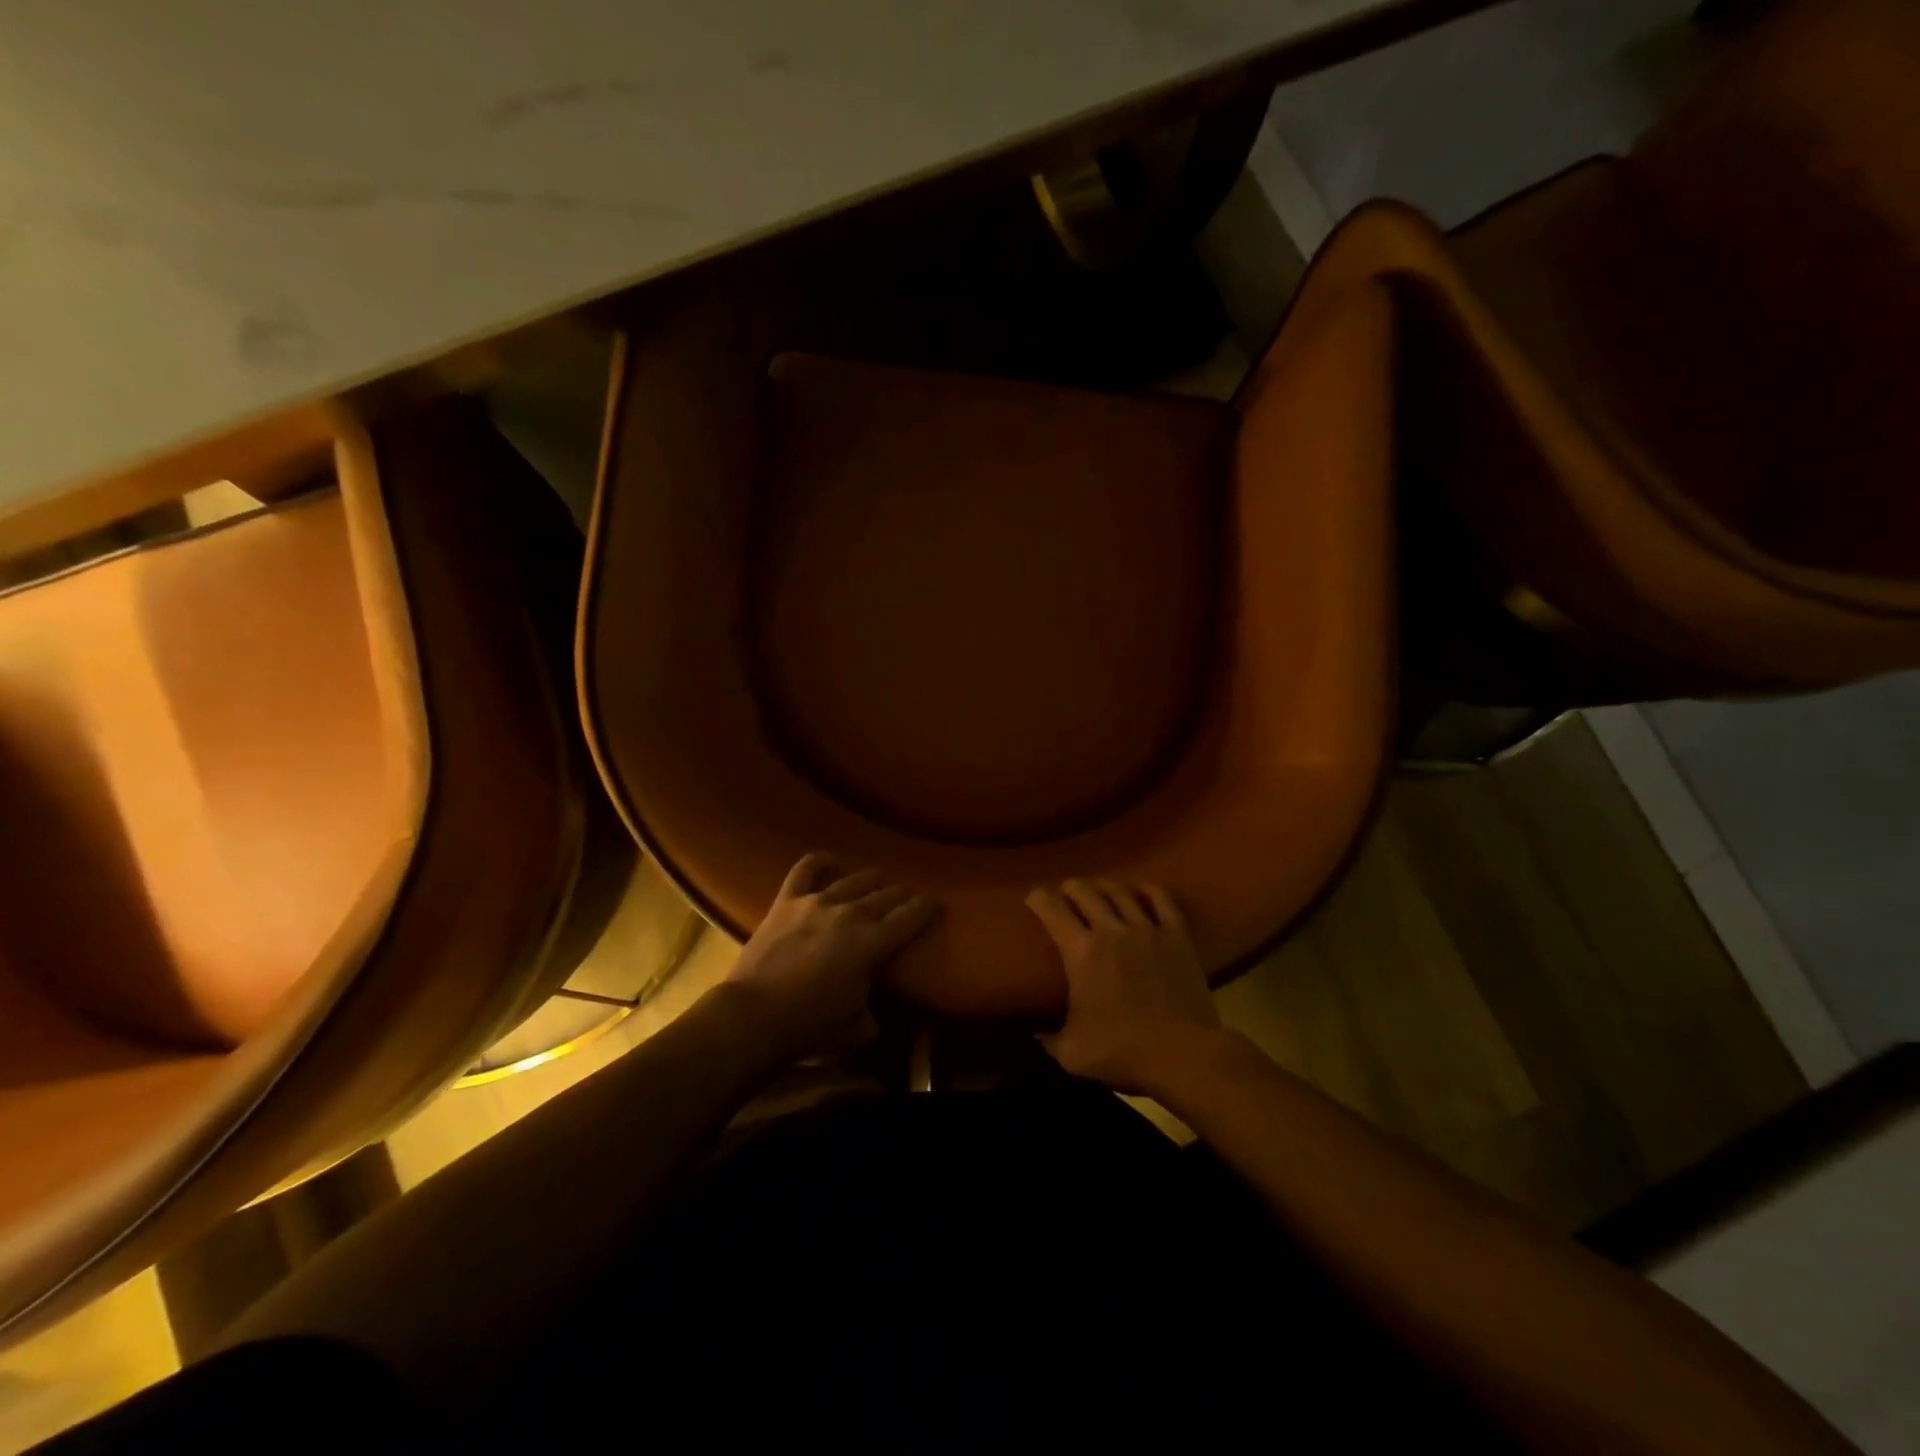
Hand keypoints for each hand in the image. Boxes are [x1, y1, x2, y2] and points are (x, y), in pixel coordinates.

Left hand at [726, 854, 938, 1064]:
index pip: (911, 916)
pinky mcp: (788, 900)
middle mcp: (851, 913)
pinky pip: (806, 869)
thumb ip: (869, 1017)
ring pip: (855, 879)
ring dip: (872, 879)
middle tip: (909, 897)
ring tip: (879, 881)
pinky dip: (820, 861)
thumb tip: (874, 1019)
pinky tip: (830, 861)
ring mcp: (818, 901)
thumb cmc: (808, 1026)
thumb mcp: (852, 1028)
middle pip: (887, 894)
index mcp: (873, 942)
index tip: (936, 902)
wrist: (753, 1014)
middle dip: (903, 894)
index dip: (927, 907)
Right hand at [1027, 878, 1221, 1094]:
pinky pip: (1162, 901)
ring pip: (1121, 893)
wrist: (1183, 1055)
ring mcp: (1147, 930)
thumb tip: (1036, 1035)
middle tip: (1065, 893)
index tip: (1033, 899)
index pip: (1051, 910)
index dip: (1038, 898)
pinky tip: (1142, 889)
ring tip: (1098, 888)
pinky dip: (1149, 891)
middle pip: (1085, 892)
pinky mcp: (1177, 937)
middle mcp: (1111, 930)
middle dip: (1070, 888)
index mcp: (1080, 952)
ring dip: (1104, 886)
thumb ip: (1050, 1040)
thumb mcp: (1072, 1054)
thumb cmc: (1122, 1052)